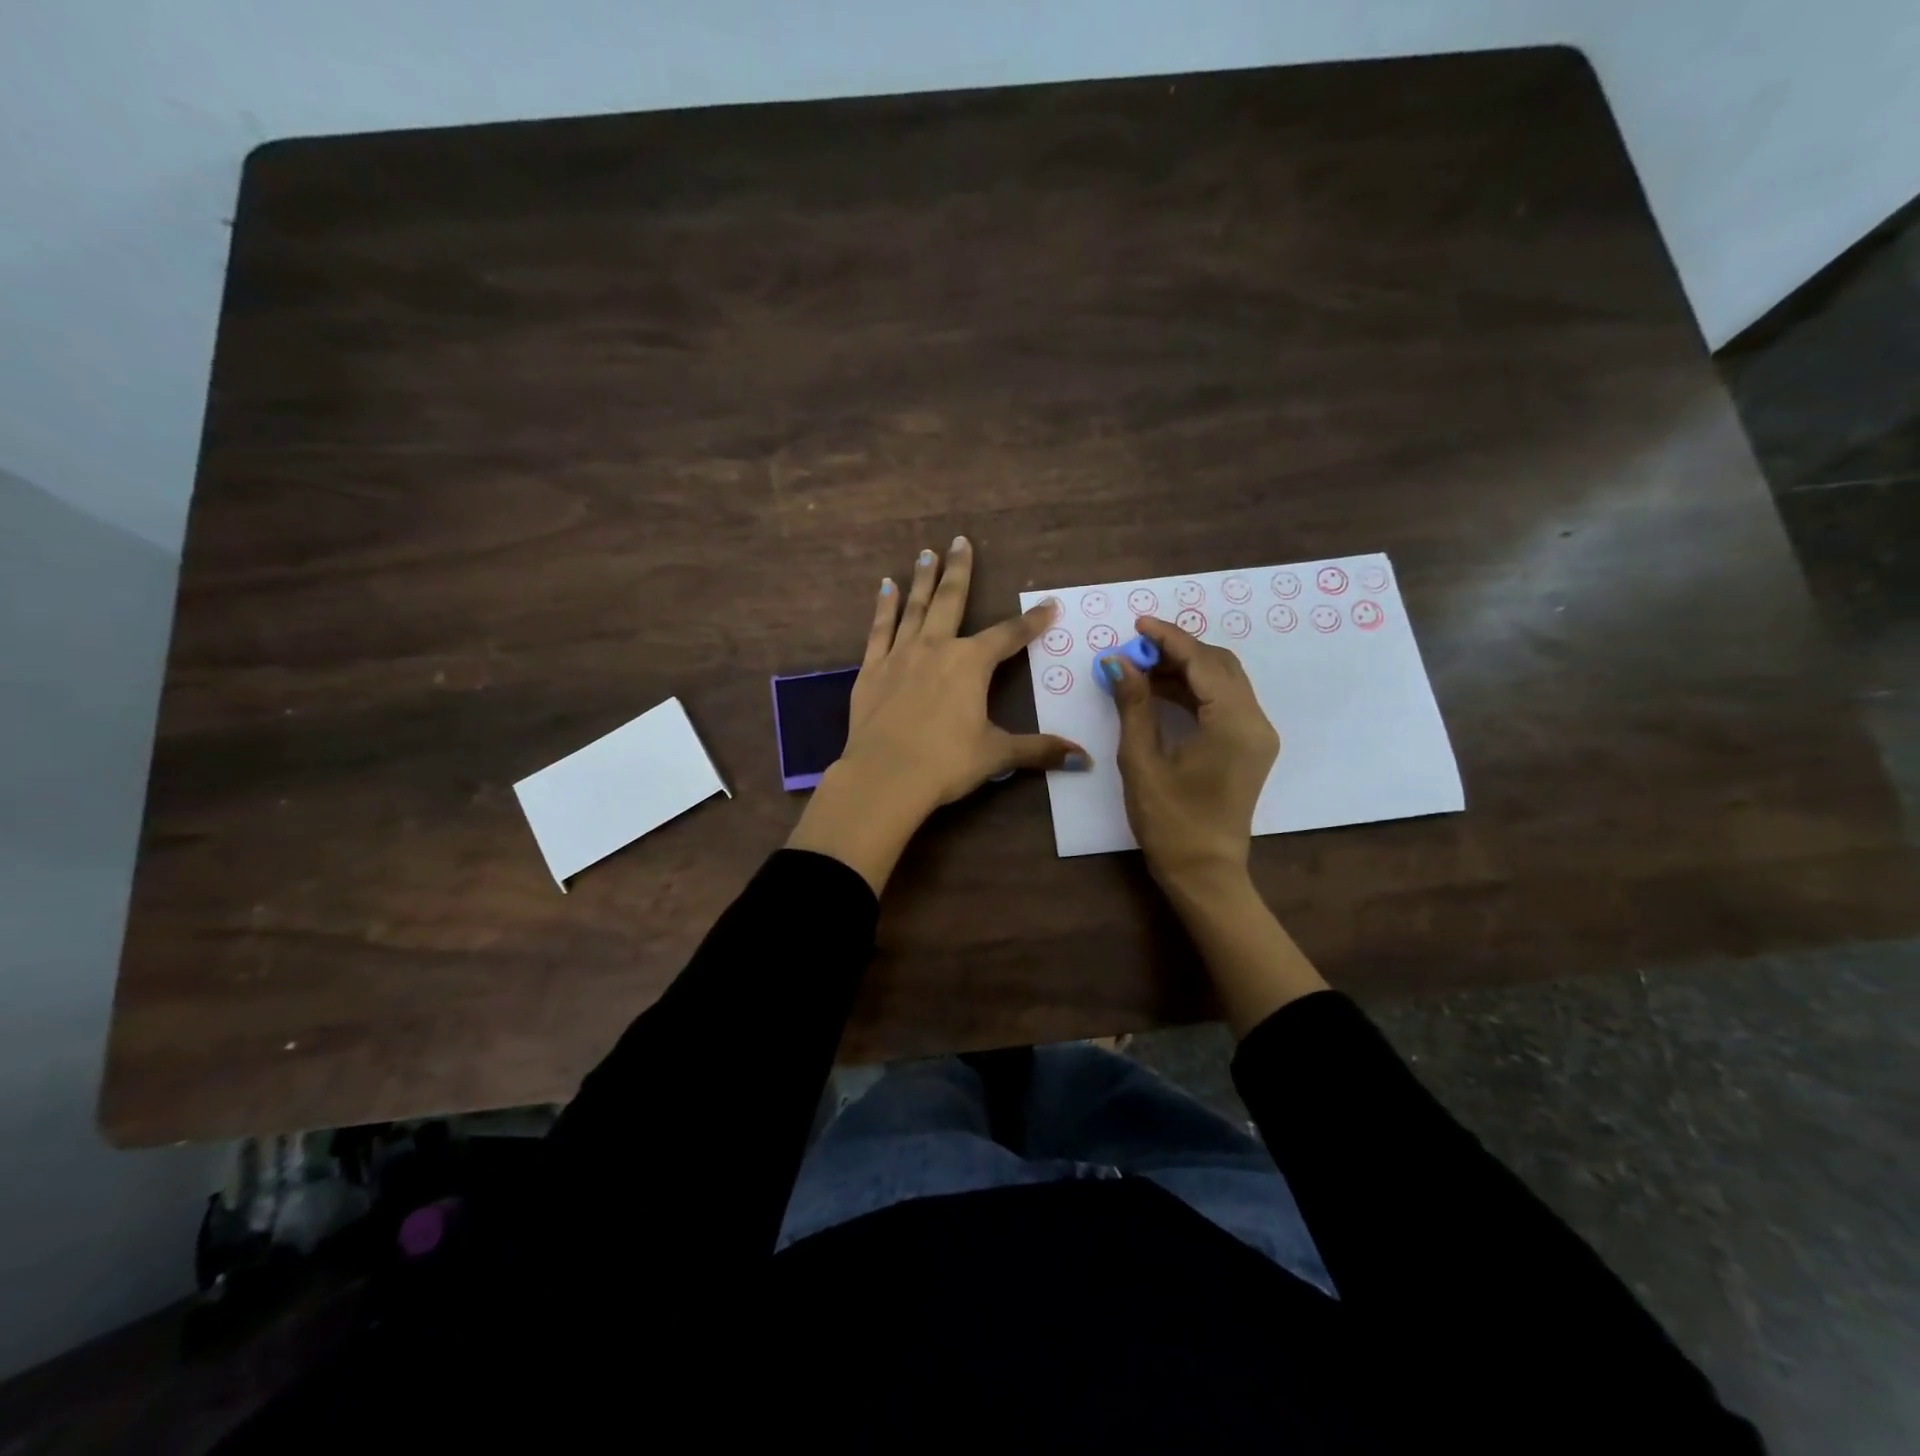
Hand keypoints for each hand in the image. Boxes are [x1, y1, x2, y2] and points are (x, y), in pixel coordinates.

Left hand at [788, 537, 1087, 892]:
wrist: (885, 776)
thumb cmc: (946, 763)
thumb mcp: (997, 754)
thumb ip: (1039, 750)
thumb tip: (1084, 758)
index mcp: (971, 663)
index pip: (1009, 636)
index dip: (1032, 621)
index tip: (1049, 605)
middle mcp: (936, 648)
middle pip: (951, 600)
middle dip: (960, 570)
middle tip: (960, 541)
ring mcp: (900, 655)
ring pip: (914, 608)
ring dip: (922, 579)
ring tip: (925, 554)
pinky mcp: (871, 670)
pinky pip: (880, 630)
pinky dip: (884, 608)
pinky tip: (885, 588)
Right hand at [1104, 615, 1278, 891]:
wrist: (1204, 872)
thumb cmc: (1169, 821)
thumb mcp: (1142, 760)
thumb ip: (1134, 705)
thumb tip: (1118, 662)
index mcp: (1234, 724)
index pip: (1203, 663)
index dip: (1169, 639)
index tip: (1137, 624)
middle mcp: (1255, 722)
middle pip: (1220, 665)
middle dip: (1178, 650)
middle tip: (1136, 648)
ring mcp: (1257, 735)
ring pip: (1224, 682)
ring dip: (1186, 669)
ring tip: (1142, 667)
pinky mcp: (1249, 746)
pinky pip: (1224, 702)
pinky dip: (1195, 690)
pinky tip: (1161, 691)